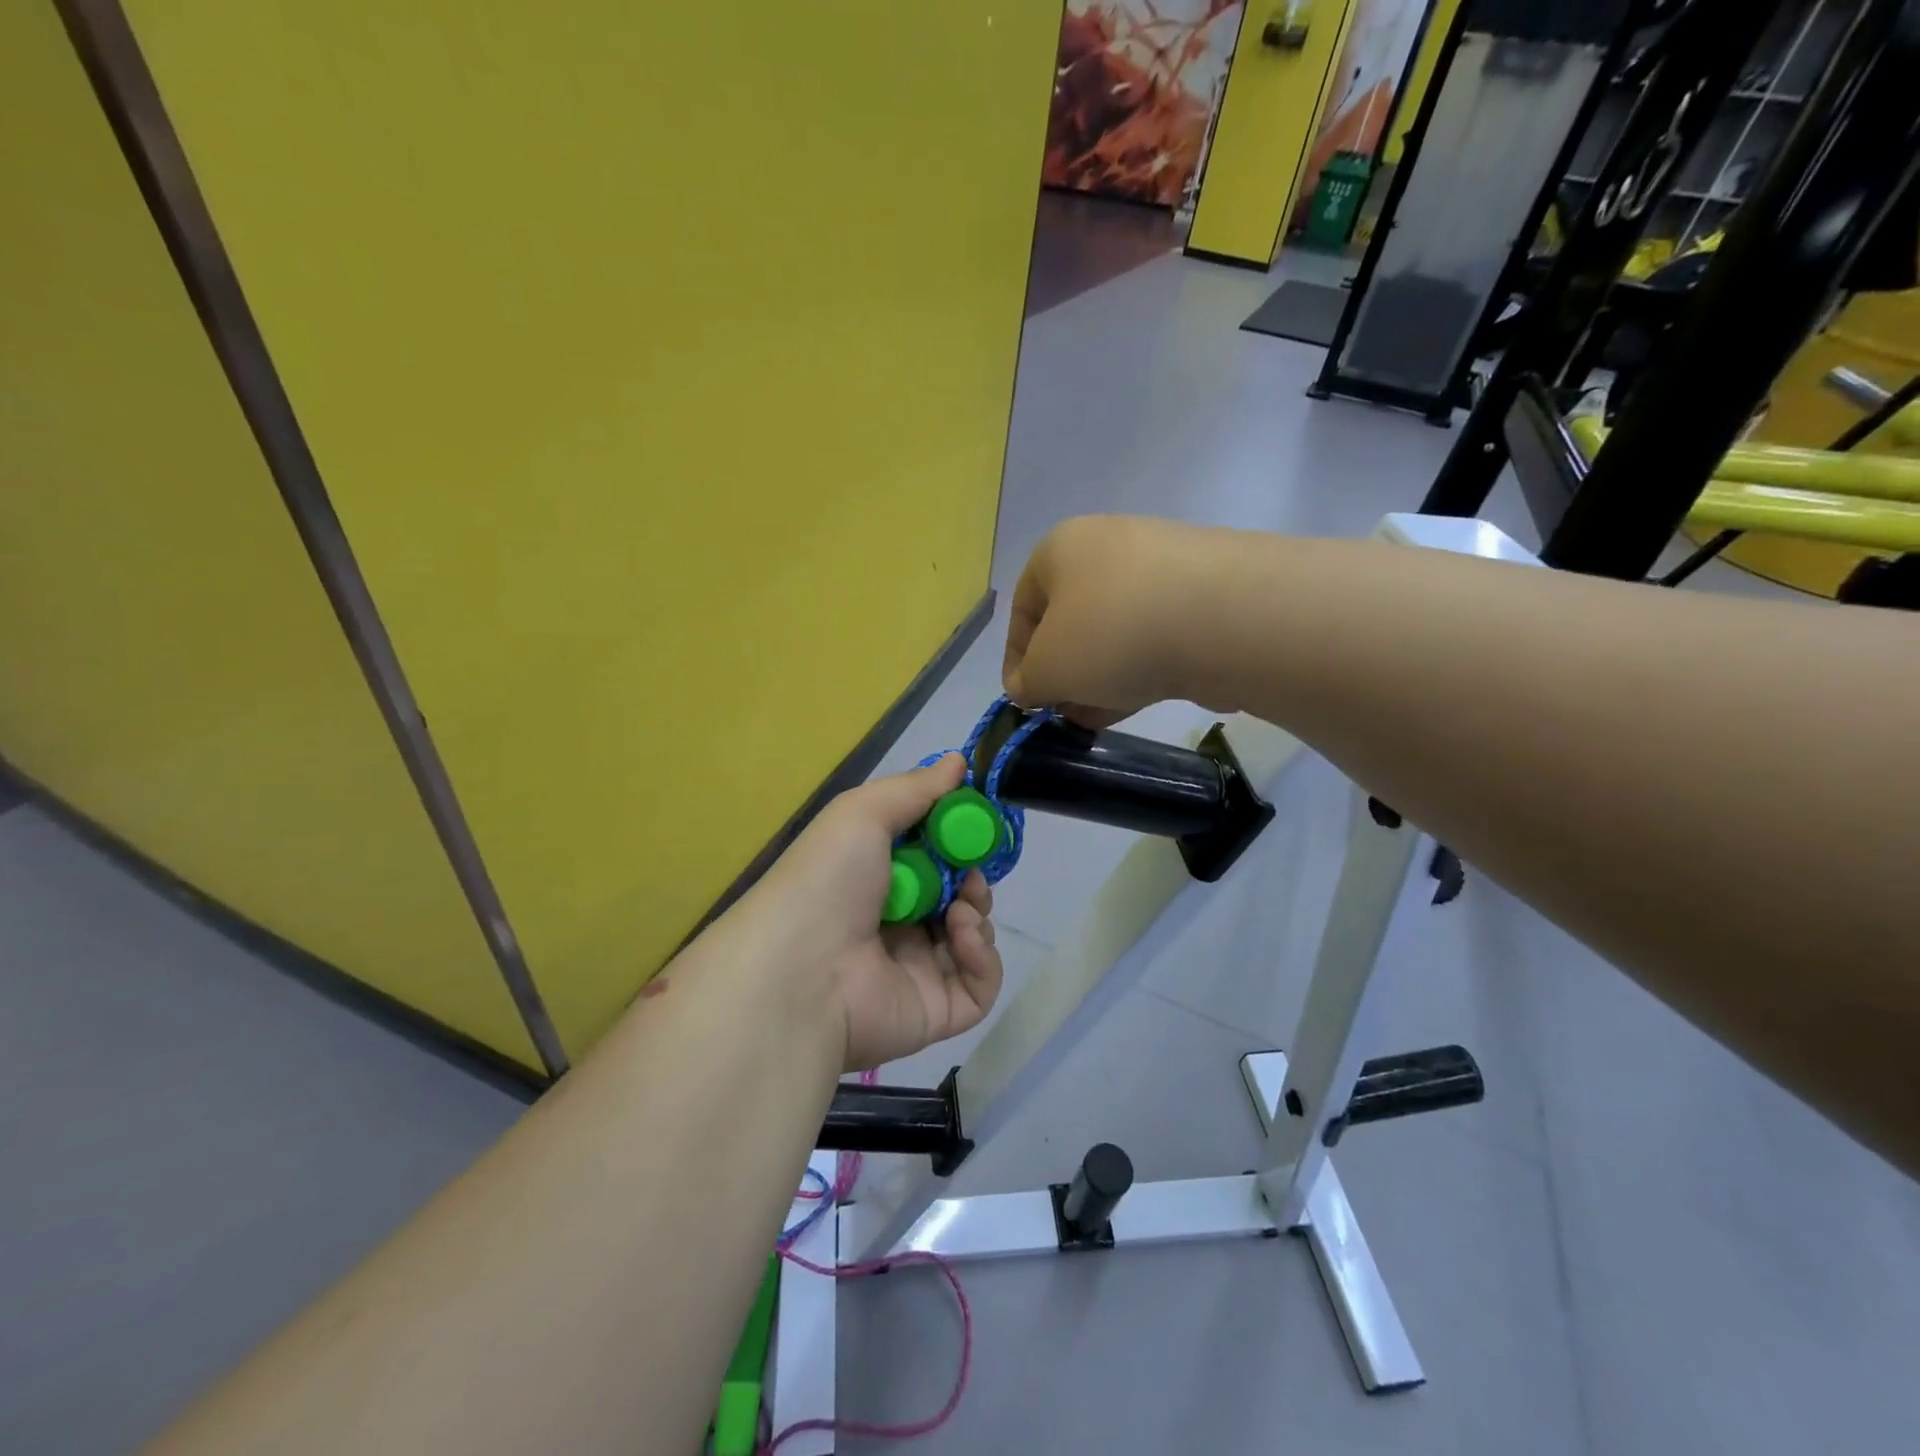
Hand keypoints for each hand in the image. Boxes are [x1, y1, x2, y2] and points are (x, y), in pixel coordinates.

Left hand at [733, 754, 1003, 1070]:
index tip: (975, 823)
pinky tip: (962, 935)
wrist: (802, 970)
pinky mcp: (936, 1010)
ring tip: (961, 906)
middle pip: (955, 895)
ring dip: (977, 911)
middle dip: (972, 876)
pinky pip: (979, 984)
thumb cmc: (828, 880)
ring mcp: (916, 970)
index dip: (955, 839)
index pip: (929, 858)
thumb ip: (915, 788)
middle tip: (971, 870)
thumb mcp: (863, 813)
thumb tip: (959, 761)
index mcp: (873, 881)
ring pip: (971, 936)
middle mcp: (895, 924)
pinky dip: (983, 955)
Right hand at [1003, 515, 1223, 727]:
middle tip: (1064, 712)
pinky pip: (1156, 635)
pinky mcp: (1204, 593)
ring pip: (1115, 630)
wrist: (1224, 618)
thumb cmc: (1111, 635)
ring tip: (1097, 717)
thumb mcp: (1047, 670)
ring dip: (1100, 675)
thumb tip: (1030, 687)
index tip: (1025, 701)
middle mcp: (1110, 546)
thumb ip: (1027, 683)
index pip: (1023, 608)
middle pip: (1072, 619)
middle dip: (1064, 672)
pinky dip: (1141, 667)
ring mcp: (1162, 567)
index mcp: (1061, 548)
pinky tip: (1136, 700)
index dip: (1016, 660)